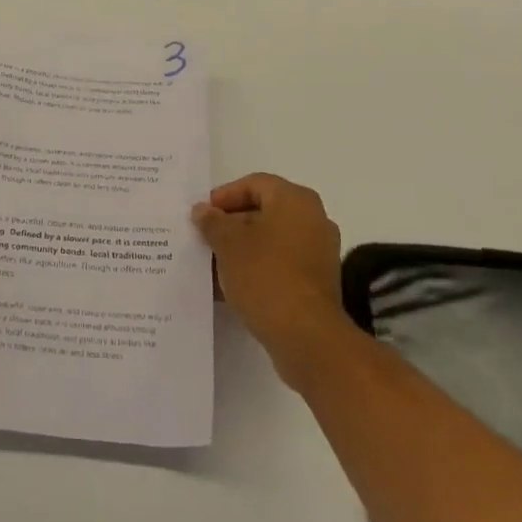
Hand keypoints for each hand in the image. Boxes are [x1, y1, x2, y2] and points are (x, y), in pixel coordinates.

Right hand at [192, 173, 344, 375]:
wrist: (306, 337)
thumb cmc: (265, 275)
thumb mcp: (227, 244)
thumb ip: (212, 222)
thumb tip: (203, 211)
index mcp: (295, 200)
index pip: (254, 184)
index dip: (224, 196)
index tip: (202, 215)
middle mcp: (313, 220)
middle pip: (263, 212)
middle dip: (230, 225)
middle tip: (203, 239)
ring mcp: (318, 253)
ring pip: (270, 241)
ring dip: (241, 250)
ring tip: (212, 265)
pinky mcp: (317, 283)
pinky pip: (280, 265)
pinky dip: (257, 270)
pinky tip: (230, 287)